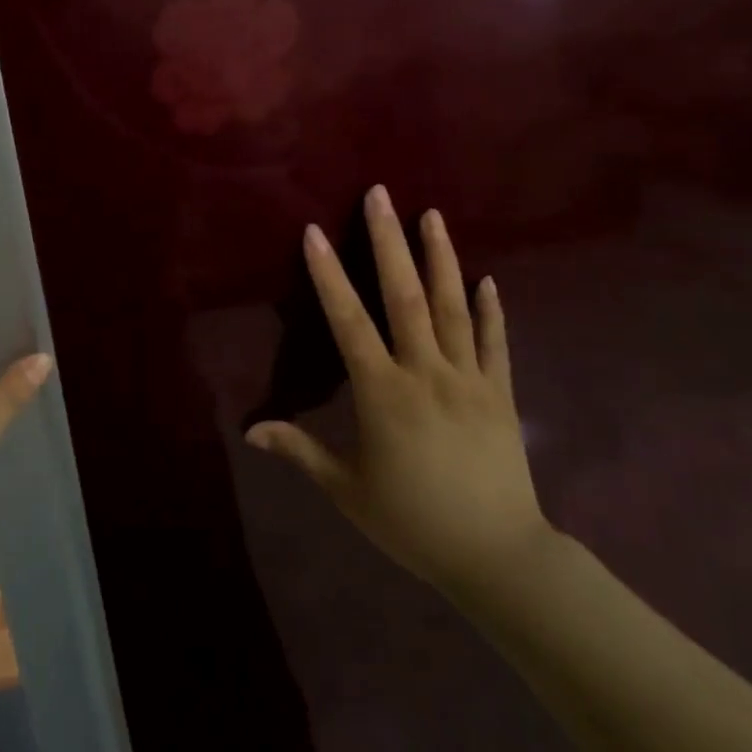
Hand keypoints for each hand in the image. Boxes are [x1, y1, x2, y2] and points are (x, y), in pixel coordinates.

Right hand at [246, 186, 553, 601]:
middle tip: (382, 194)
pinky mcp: (500, 394)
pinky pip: (495, 343)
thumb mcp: (347, 490)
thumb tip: (250, 429)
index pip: (349, 322)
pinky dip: (491, 309)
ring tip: (432, 215)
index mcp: (382, 393)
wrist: (497, 556)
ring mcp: (469, 379)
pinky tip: (486, 278)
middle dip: (389, 242)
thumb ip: (300, 450)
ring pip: (453, 307)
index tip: (316, 233)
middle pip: (405, 296)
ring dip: (440, 257)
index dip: (330, 275)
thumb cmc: (412, 522)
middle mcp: (425, 372)